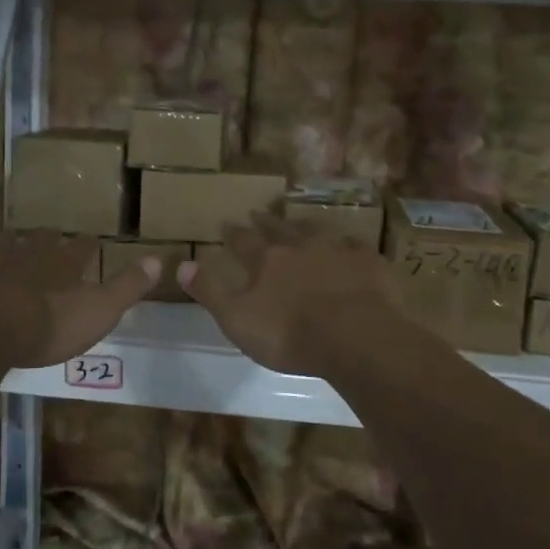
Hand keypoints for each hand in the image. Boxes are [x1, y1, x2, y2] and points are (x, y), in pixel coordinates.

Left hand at [0, 228, 157, 369]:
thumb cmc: (41, 327)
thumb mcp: (96, 313)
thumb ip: (126, 287)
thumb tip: (159, 259)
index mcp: (64, 262)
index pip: (84, 248)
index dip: (89, 247)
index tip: (92, 243)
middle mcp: (31, 247)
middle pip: (45, 238)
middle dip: (50, 240)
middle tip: (52, 241)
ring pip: (8, 236)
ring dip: (12, 239)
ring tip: (14, 243)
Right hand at [180, 215, 401, 375]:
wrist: (356, 336)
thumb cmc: (290, 334)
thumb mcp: (238, 320)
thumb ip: (210, 292)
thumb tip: (181, 265)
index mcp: (267, 261)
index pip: (244, 241)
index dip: (233, 233)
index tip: (226, 223)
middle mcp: (300, 247)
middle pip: (279, 230)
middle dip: (266, 222)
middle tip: (257, 212)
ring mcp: (337, 251)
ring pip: (316, 231)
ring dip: (303, 226)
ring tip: (298, 222)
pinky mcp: (368, 262)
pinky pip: (354, 246)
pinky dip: (346, 244)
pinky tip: (348, 245)